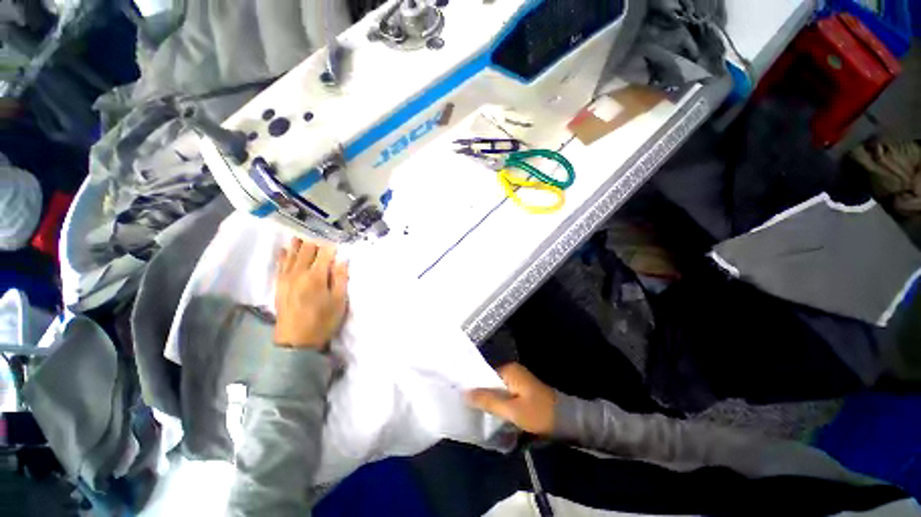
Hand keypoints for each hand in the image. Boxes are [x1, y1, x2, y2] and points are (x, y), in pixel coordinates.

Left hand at [274, 238, 348, 348]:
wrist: (296, 341)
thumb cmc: (323, 321)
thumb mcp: (339, 301)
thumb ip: (341, 278)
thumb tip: (342, 260)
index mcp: (316, 276)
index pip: (325, 253)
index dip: (331, 245)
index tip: (337, 239)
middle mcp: (299, 273)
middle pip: (307, 250)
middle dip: (315, 240)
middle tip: (321, 233)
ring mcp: (286, 278)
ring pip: (292, 254)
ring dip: (299, 244)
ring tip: (303, 233)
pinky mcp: (279, 284)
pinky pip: (280, 264)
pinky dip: (284, 255)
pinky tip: (286, 249)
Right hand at [466, 363, 555, 434]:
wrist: (567, 421)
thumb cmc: (538, 413)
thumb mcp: (511, 409)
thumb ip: (488, 400)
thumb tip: (464, 392)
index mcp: (509, 370)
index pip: (484, 375)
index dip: (474, 387)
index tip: (462, 399)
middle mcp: (513, 371)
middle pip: (490, 383)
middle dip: (482, 396)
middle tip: (469, 410)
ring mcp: (518, 381)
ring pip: (498, 391)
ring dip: (491, 402)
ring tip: (478, 414)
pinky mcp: (523, 392)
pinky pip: (506, 396)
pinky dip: (500, 405)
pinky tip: (494, 415)